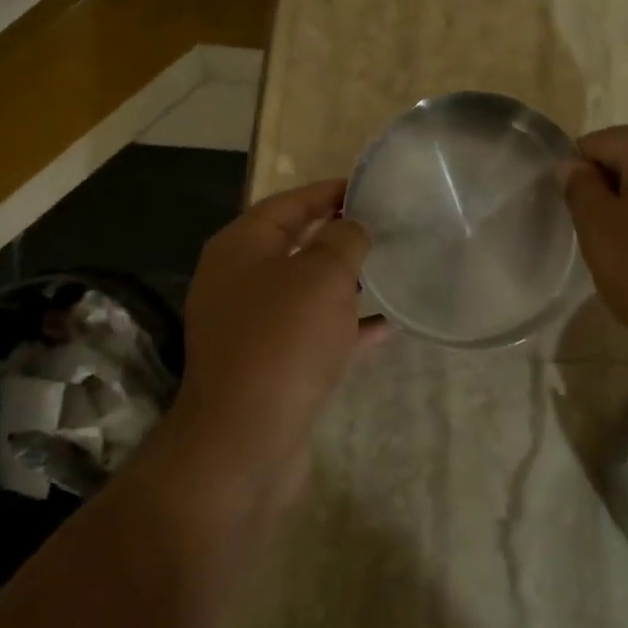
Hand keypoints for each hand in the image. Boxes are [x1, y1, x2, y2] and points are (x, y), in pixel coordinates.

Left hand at [171, 179, 382, 505]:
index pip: (287, 204)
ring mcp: (250, 327)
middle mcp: (238, 282)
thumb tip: (353, 225)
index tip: (368, 186)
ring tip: (389, 268)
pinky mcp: (267, 367)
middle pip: (294, 245)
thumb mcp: (322, 276)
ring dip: (344, 281)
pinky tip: (386, 326)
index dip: (327, 191)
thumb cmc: (283, 340)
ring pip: (305, 292)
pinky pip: (312, 334)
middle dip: (337, 235)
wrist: (246, 441)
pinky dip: (345, 327)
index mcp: (240, 249)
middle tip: (383, 224)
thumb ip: (343, 239)